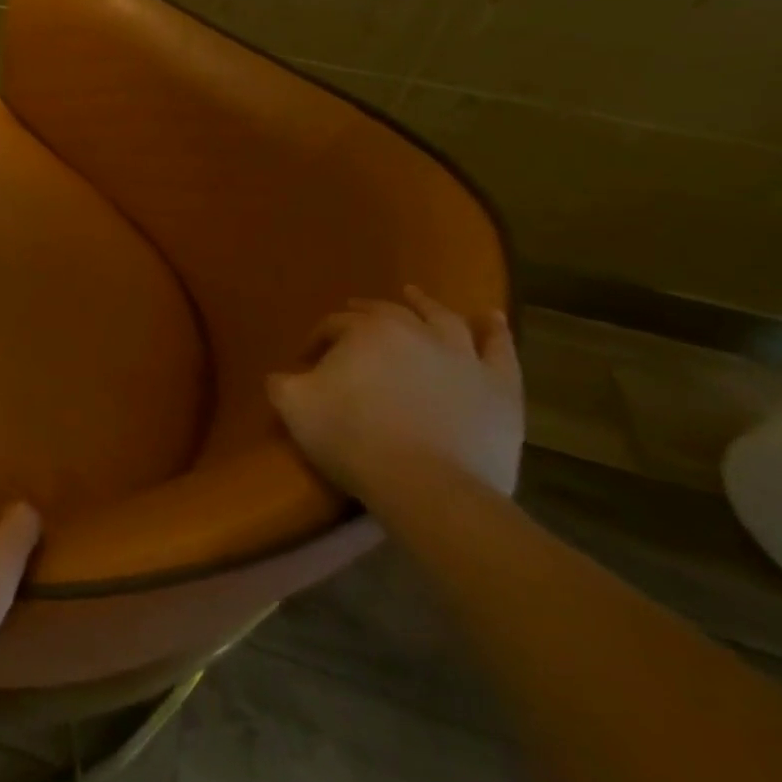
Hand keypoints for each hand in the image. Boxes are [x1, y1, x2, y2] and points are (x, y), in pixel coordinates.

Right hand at [268, 286, 523, 500]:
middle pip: (386, 313)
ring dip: (426, 304)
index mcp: (363, 331)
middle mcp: (414, 331)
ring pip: (443, 319)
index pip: (333, 325)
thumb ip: (281, 383)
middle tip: (352, 316)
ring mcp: (462, 356)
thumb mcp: (294, 407)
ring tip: (415, 295)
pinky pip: (500, 349)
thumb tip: (282, 376)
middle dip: (364, 312)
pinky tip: (491, 317)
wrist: (428, 486)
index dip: (317, 340)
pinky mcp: (500, 386)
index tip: (306, 361)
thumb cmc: (353, 438)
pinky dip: (495, 330)